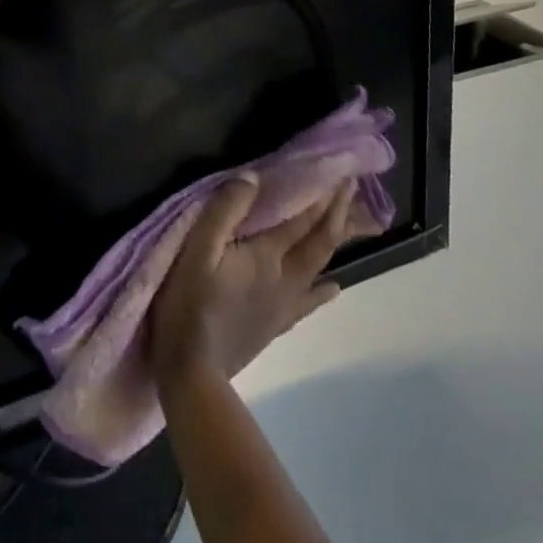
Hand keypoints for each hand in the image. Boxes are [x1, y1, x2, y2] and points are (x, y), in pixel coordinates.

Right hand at [150, 177, 361, 391]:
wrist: (192, 371)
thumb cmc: (189, 303)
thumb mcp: (197, 249)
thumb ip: (224, 210)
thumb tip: (253, 177)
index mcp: (266, 255)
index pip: (302, 218)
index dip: (322, 194)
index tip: (340, 171)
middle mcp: (285, 277)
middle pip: (319, 241)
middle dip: (337, 211)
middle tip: (352, 187)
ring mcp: (284, 303)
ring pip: (319, 266)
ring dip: (336, 241)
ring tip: (353, 224)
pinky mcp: (276, 324)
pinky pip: (308, 301)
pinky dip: (323, 290)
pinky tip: (334, 288)